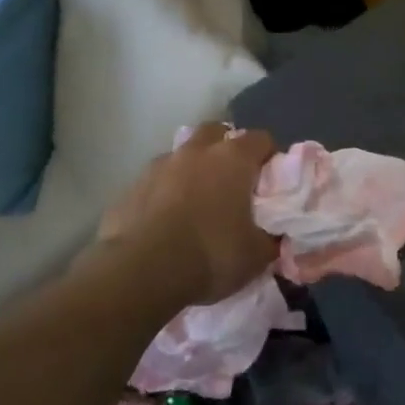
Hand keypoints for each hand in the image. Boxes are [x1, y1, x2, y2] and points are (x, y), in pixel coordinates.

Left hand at [93, 123, 279, 306]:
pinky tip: (166, 219)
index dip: (268, 156)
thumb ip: (270, 238)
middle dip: (226, 148)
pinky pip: (155, 182)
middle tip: (232, 179)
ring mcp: (159, 166)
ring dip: (192, 168)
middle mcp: (196, 152)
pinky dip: (164, 192)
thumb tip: (274, 237)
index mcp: (233, 159)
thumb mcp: (256, 255)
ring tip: (196, 200)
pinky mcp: (130, 187)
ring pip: (181, 154)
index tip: (270, 179)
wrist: (141, 272)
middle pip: (216, 132)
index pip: (260, 139)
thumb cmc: (211, 254)